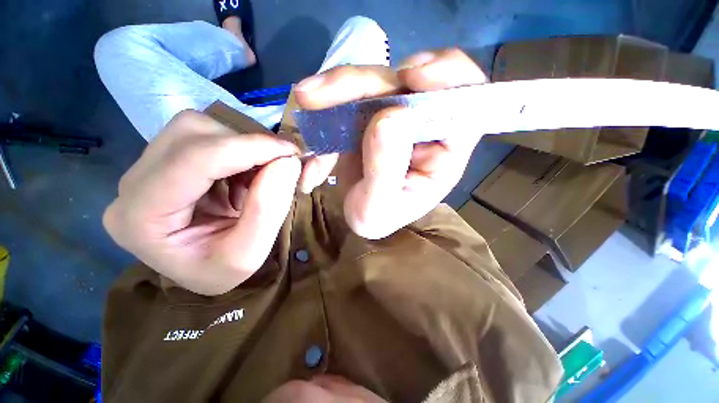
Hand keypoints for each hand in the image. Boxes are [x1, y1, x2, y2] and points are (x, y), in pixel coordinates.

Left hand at [103, 110, 299, 294]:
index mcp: (140, 218)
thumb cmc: (219, 271)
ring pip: (198, 128)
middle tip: (280, 167)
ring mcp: (145, 168)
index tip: (292, 154)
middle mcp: (132, 185)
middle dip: (247, 146)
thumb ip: (268, 210)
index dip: (250, 148)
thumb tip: (288, 163)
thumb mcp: (248, 256)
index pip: (195, 158)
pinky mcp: (164, 160)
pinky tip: (245, 174)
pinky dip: (238, 149)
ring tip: (258, 177)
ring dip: (242, 147)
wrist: (201, 269)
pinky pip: (205, 136)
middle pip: (193, 133)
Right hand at [295, 49, 487, 238]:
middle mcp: (426, 127)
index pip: (467, 99)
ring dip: (339, 89)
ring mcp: (397, 116)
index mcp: (446, 151)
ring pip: (375, 83)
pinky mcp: (372, 113)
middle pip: (409, 83)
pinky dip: (329, 106)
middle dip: (366, 82)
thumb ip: (386, 169)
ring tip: (307, 100)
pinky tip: (312, 120)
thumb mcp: (379, 207)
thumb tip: (390, 116)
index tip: (410, 75)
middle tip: (321, 93)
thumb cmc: (377, 218)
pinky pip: (351, 96)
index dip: (447, 76)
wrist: (358, 215)